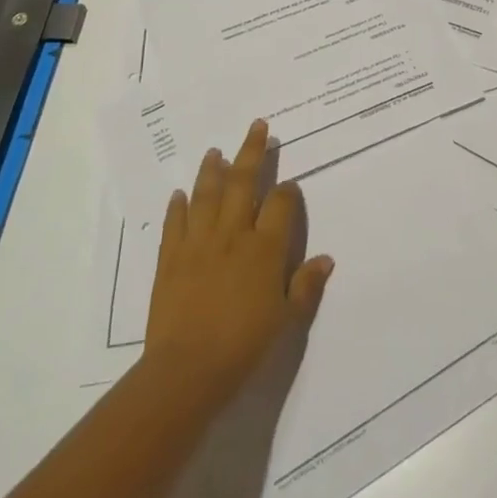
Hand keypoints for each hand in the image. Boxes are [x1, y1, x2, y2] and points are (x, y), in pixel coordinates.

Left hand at [139, 119, 332, 415]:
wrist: (187, 371)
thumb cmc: (245, 345)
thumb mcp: (287, 320)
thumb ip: (306, 286)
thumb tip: (326, 259)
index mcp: (266, 247)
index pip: (281, 203)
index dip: (287, 190)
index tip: (289, 185)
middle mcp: (234, 234)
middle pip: (244, 182)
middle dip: (252, 152)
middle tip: (256, 126)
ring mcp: (198, 243)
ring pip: (207, 194)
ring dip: (212, 169)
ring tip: (216, 150)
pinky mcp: (170, 258)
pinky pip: (175, 224)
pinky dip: (178, 206)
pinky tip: (179, 193)